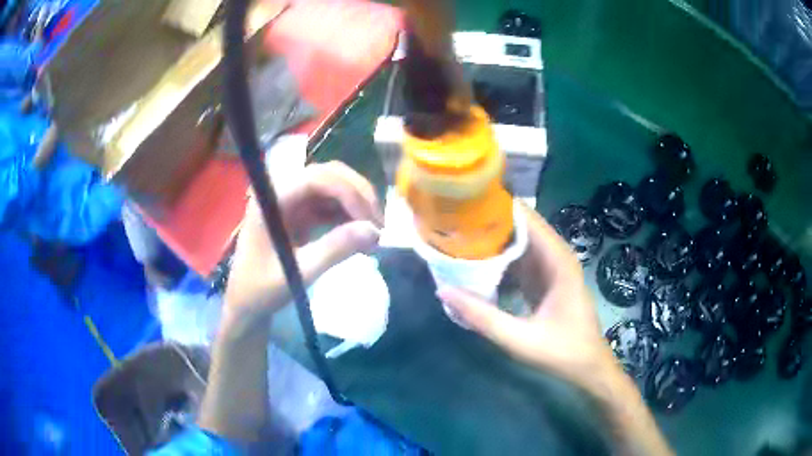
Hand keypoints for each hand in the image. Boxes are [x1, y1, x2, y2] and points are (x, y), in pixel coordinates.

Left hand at [223, 161, 382, 331]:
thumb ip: (334, 250)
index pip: (317, 178)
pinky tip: (359, 234)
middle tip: (379, 225)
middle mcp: (281, 191)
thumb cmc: (261, 290)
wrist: (246, 303)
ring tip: (373, 232)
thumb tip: (374, 231)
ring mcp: (290, 201)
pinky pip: (329, 204)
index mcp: (272, 199)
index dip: (349, 192)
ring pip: (332, 187)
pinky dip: (348, 215)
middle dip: (358, 195)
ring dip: (356, 204)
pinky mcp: (298, 213)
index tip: (371, 222)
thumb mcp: (298, 273)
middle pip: (328, 175)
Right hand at [438, 204, 617, 392]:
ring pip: (518, 245)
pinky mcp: (544, 281)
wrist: (587, 367)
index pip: (527, 219)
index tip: (464, 204)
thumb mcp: (520, 339)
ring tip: (456, 238)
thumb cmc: (562, 352)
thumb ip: (483, 316)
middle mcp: (555, 256)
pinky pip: (518, 262)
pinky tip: (474, 265)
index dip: (497, 208)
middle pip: (520, 228)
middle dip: (489, 224)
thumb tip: (443, 291)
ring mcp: (550, 269)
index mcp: (557, 260)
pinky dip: (498, 262)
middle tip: (452, 223)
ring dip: (492, 242)